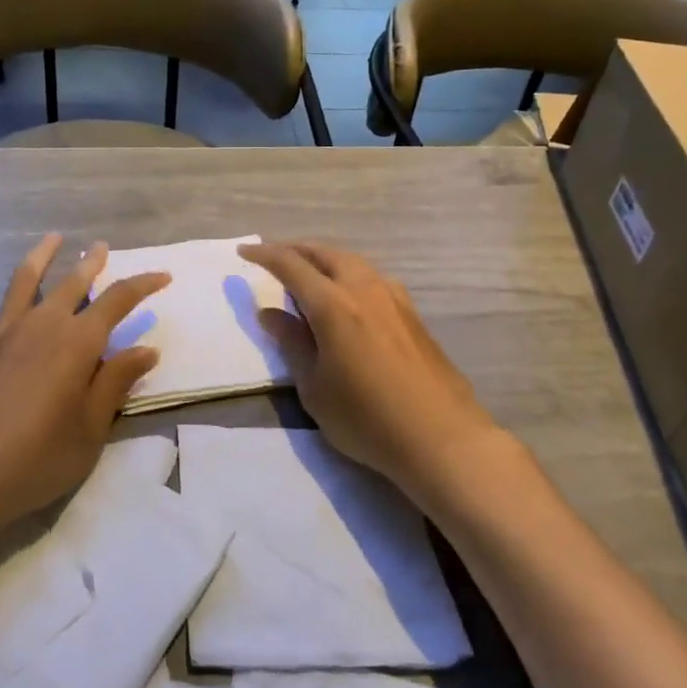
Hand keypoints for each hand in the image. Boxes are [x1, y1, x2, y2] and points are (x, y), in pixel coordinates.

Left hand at [0, 234, 169, 537]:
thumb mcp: (91, 430)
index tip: (162, 276)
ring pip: (22, 281)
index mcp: (77, 343)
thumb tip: (146, 349)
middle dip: (92, 263)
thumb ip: (115, 383)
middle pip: (72, 283)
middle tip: (102, 248)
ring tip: (53, 239)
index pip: (119, 301)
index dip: (144, 285)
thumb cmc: (37, 459)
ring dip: (41, 256)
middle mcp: (41, 325)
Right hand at [239, 240, 502, 496]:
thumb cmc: (366, 418)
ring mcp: (394, 300)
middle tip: (274, 256)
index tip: (244, 252)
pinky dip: (349, 275)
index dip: (265, 255)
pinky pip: (372, 279)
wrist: (441, 438)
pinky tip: (348, 296)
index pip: (291, 265)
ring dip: (326, 260)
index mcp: (333, 305)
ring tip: (309, 273)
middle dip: (297, 249)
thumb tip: (269, 312)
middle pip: (326, 253)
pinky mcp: (412, 315)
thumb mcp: (314, 387)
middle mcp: (364, 290)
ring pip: (353, 263)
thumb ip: (292, 343)